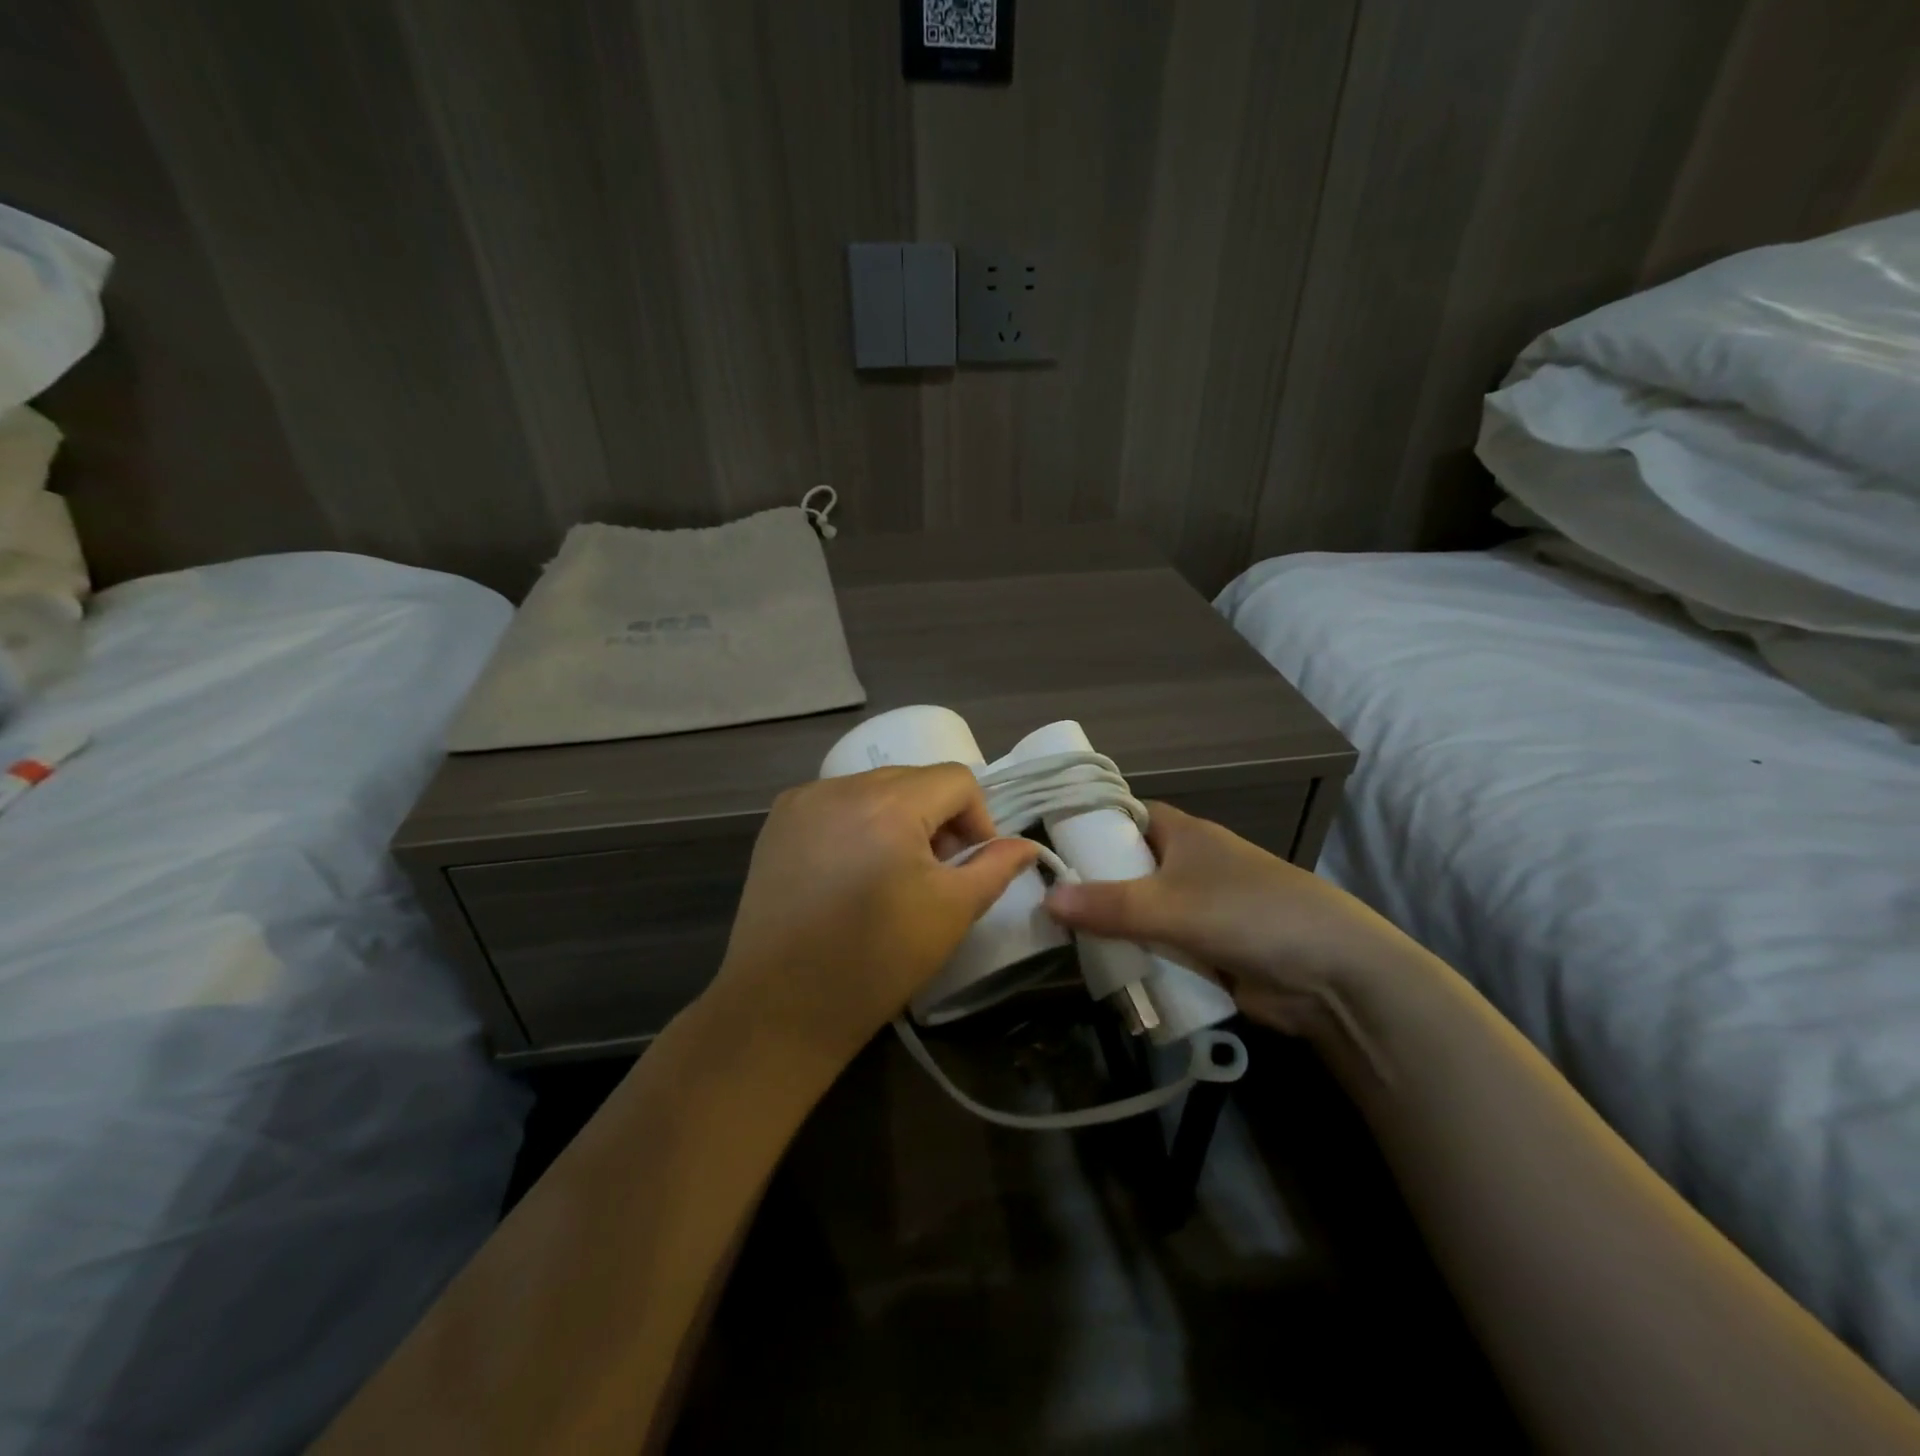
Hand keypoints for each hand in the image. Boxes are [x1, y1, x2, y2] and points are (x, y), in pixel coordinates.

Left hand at [705, 766, 1039, 1068]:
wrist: (782, 1007)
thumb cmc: (877, 961)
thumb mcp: (952, 912)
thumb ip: (995, 867)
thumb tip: (1025, 845)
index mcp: (889, 804)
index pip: (956, 779)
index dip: (977, 819)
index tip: (969, 866)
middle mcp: (841, 787)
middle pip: (913, 779)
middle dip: (936, 818)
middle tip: (933, 873)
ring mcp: (802, 801)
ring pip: (874, 789)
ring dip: (896, 818)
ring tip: (890, 873)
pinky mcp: (777, 822)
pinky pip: (835, 803)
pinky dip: (856, 823)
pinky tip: (849, 871)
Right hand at [1043, 801, 1399, 1029]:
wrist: (1332, 976)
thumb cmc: (1249, 913)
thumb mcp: (1171, 905)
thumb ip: (1108, 905)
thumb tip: (1045, 899)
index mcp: (1183, 833)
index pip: (1125, 816)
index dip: (1089, 825)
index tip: (1048, 844)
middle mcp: (1187, 864)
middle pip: (1127, 868)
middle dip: (1091, 885)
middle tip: (1040, 901)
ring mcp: (1197, 909)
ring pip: (1139, 912)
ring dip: (1111, 927)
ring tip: (1058, 940)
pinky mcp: (1206, 950)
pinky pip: (1157, 947)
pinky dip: (1136, 956)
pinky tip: (1100, 969)